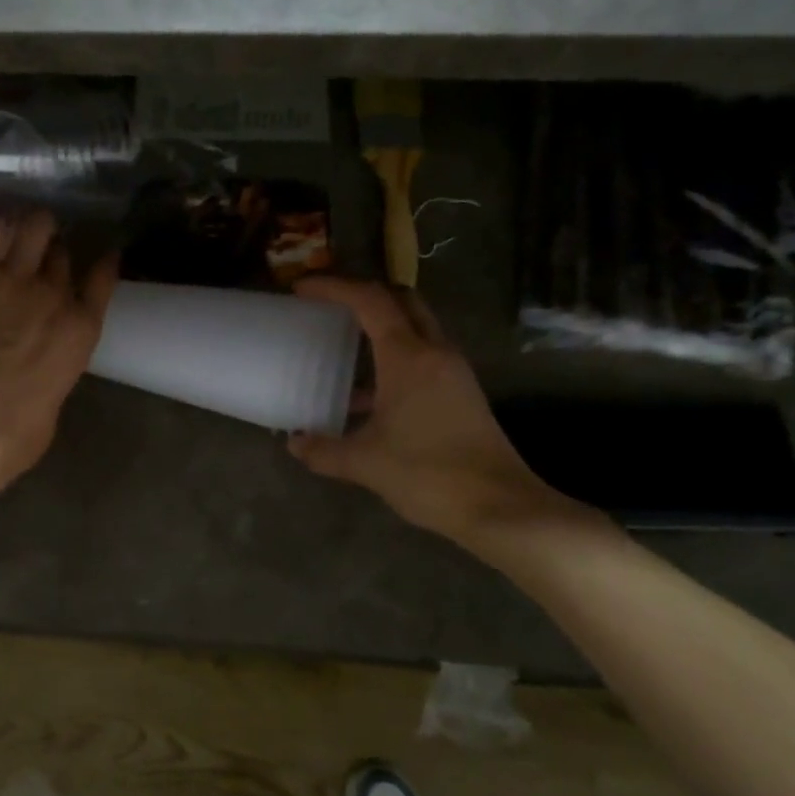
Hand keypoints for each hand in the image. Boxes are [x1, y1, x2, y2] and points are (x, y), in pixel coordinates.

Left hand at [0, 213, 117, 495]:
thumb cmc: (18, 430)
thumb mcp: (55, 396)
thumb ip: (55, 364)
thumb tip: (42, 359)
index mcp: (83, 328)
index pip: (102, 276)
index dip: (100, 261)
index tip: (99, 255)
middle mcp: (56, 293)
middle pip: (61, 252)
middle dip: (52, 250)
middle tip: (36, 256)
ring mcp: (16, 278)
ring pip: (33, 226)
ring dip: (27, 229)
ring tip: (14, 236)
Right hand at [286, 278, 611, 571]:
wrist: (501, 508)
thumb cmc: (429, 474)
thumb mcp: (366, 462)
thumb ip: (324, 450)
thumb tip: (294, 444)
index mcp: (408, 356)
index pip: (369, 300)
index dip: (333, 287)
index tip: (301, 288)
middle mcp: (434, 352)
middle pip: (400, 299)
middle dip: (363, 293)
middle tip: (330, 304)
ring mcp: (453, 371)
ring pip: (415, 327)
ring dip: (381, 325)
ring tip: (344, 343)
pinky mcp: (462, 393)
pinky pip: (423, 356)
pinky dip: (394, 357)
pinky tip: (369, 394)